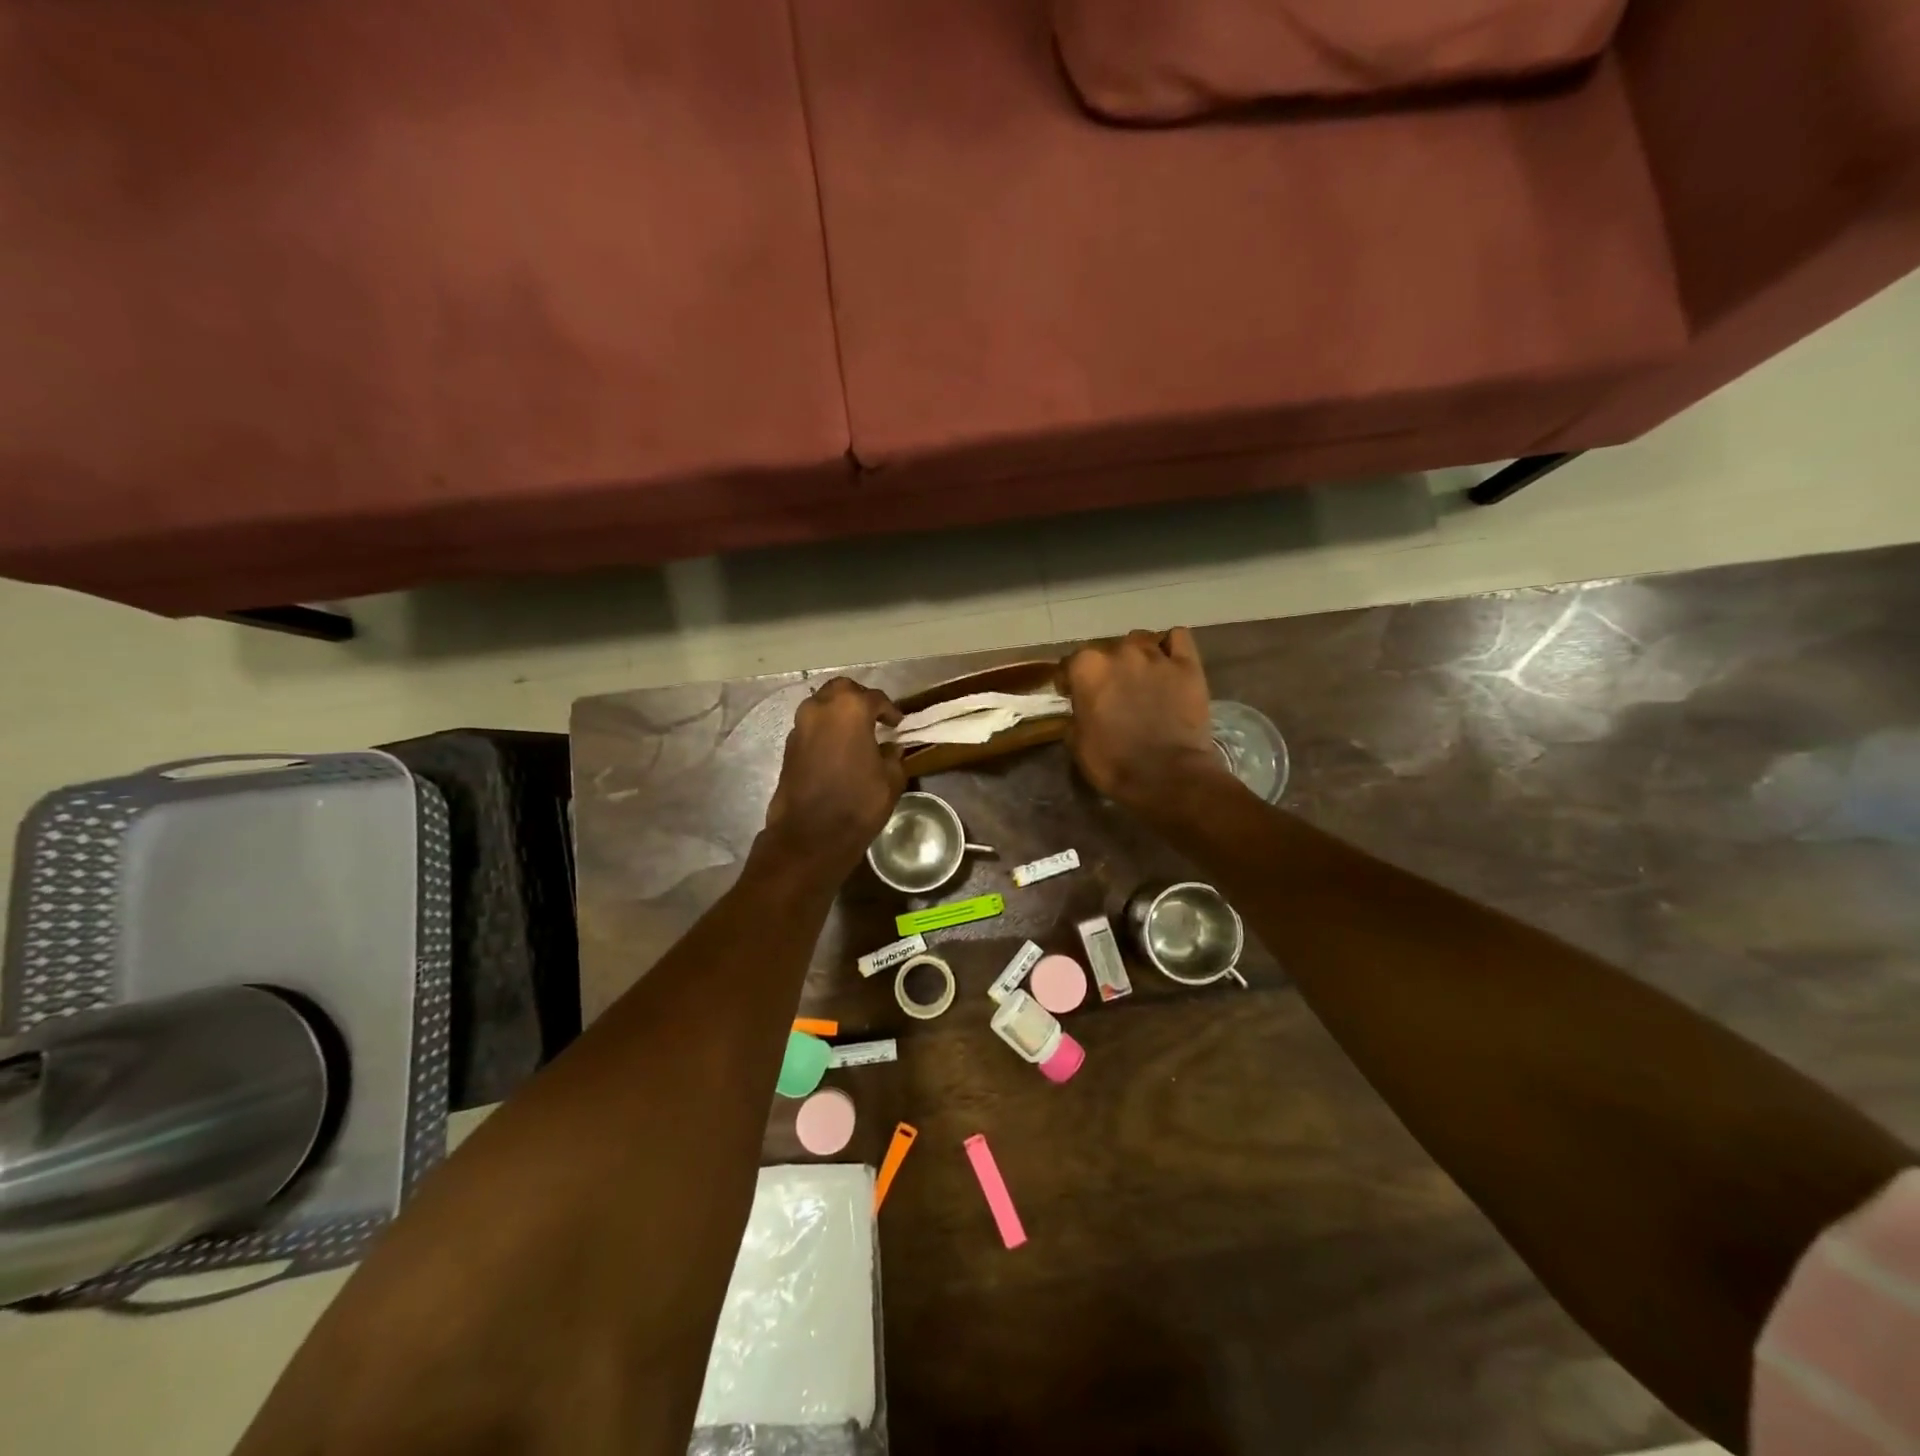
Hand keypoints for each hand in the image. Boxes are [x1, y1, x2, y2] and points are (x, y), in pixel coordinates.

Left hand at [761, 677, 906, 876]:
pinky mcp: (788, 746)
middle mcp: (820, 708)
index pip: (875, 698)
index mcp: (850, 708)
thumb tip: (889, 748)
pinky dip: (825, 730)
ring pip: (822, 705)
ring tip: (855, 733)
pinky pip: (811, 726)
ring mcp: (799, 726)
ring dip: (839, 713)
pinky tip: (838, 749)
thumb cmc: (858, 802)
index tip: (897, 724)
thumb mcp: (891, 780)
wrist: (811, 835)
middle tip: (874, 717)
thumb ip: (893, 756)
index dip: (890, 710)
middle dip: (859, 699)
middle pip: (842, 690)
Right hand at [1064, 628, 1227, 811]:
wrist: (1168, 776)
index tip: (1072, 695)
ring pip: (1141, 640)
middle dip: (1106, 668)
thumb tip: (1082, 707)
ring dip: (1136, 656)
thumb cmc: (1114, 763)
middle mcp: (1119, 652)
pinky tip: (1168, 663)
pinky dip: (1170, 646)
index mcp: (1087, 668)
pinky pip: (1177, 637)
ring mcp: (1156, 655)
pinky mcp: (1188, 664)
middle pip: (1107, 649)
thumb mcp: (1077, 743)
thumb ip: (1076, 714)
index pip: (1070, 663)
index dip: (1070, 681)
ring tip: (1142, 677)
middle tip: (1112, 692)